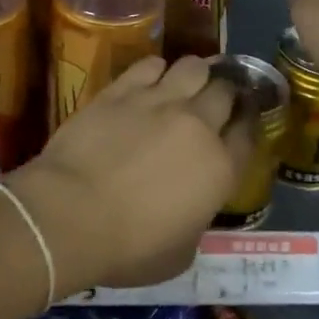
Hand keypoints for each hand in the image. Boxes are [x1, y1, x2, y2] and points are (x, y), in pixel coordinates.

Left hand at [8, 56, 249, 294]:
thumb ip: (197, 220)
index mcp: (220, 168)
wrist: (71, 214)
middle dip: (226, 93)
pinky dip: (156, 69)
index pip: (248, 133)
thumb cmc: (128, 247)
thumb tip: (192, 206)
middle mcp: (197, 125)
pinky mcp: (122, 90)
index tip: (241, 122)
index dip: (248, 124)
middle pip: (225, 91)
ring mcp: (159, 101)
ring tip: (188, 82)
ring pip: (193, 66)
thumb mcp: (181, 253)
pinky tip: (151, 78)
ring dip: (197, 73)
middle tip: (216, 101)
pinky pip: (150, 64)